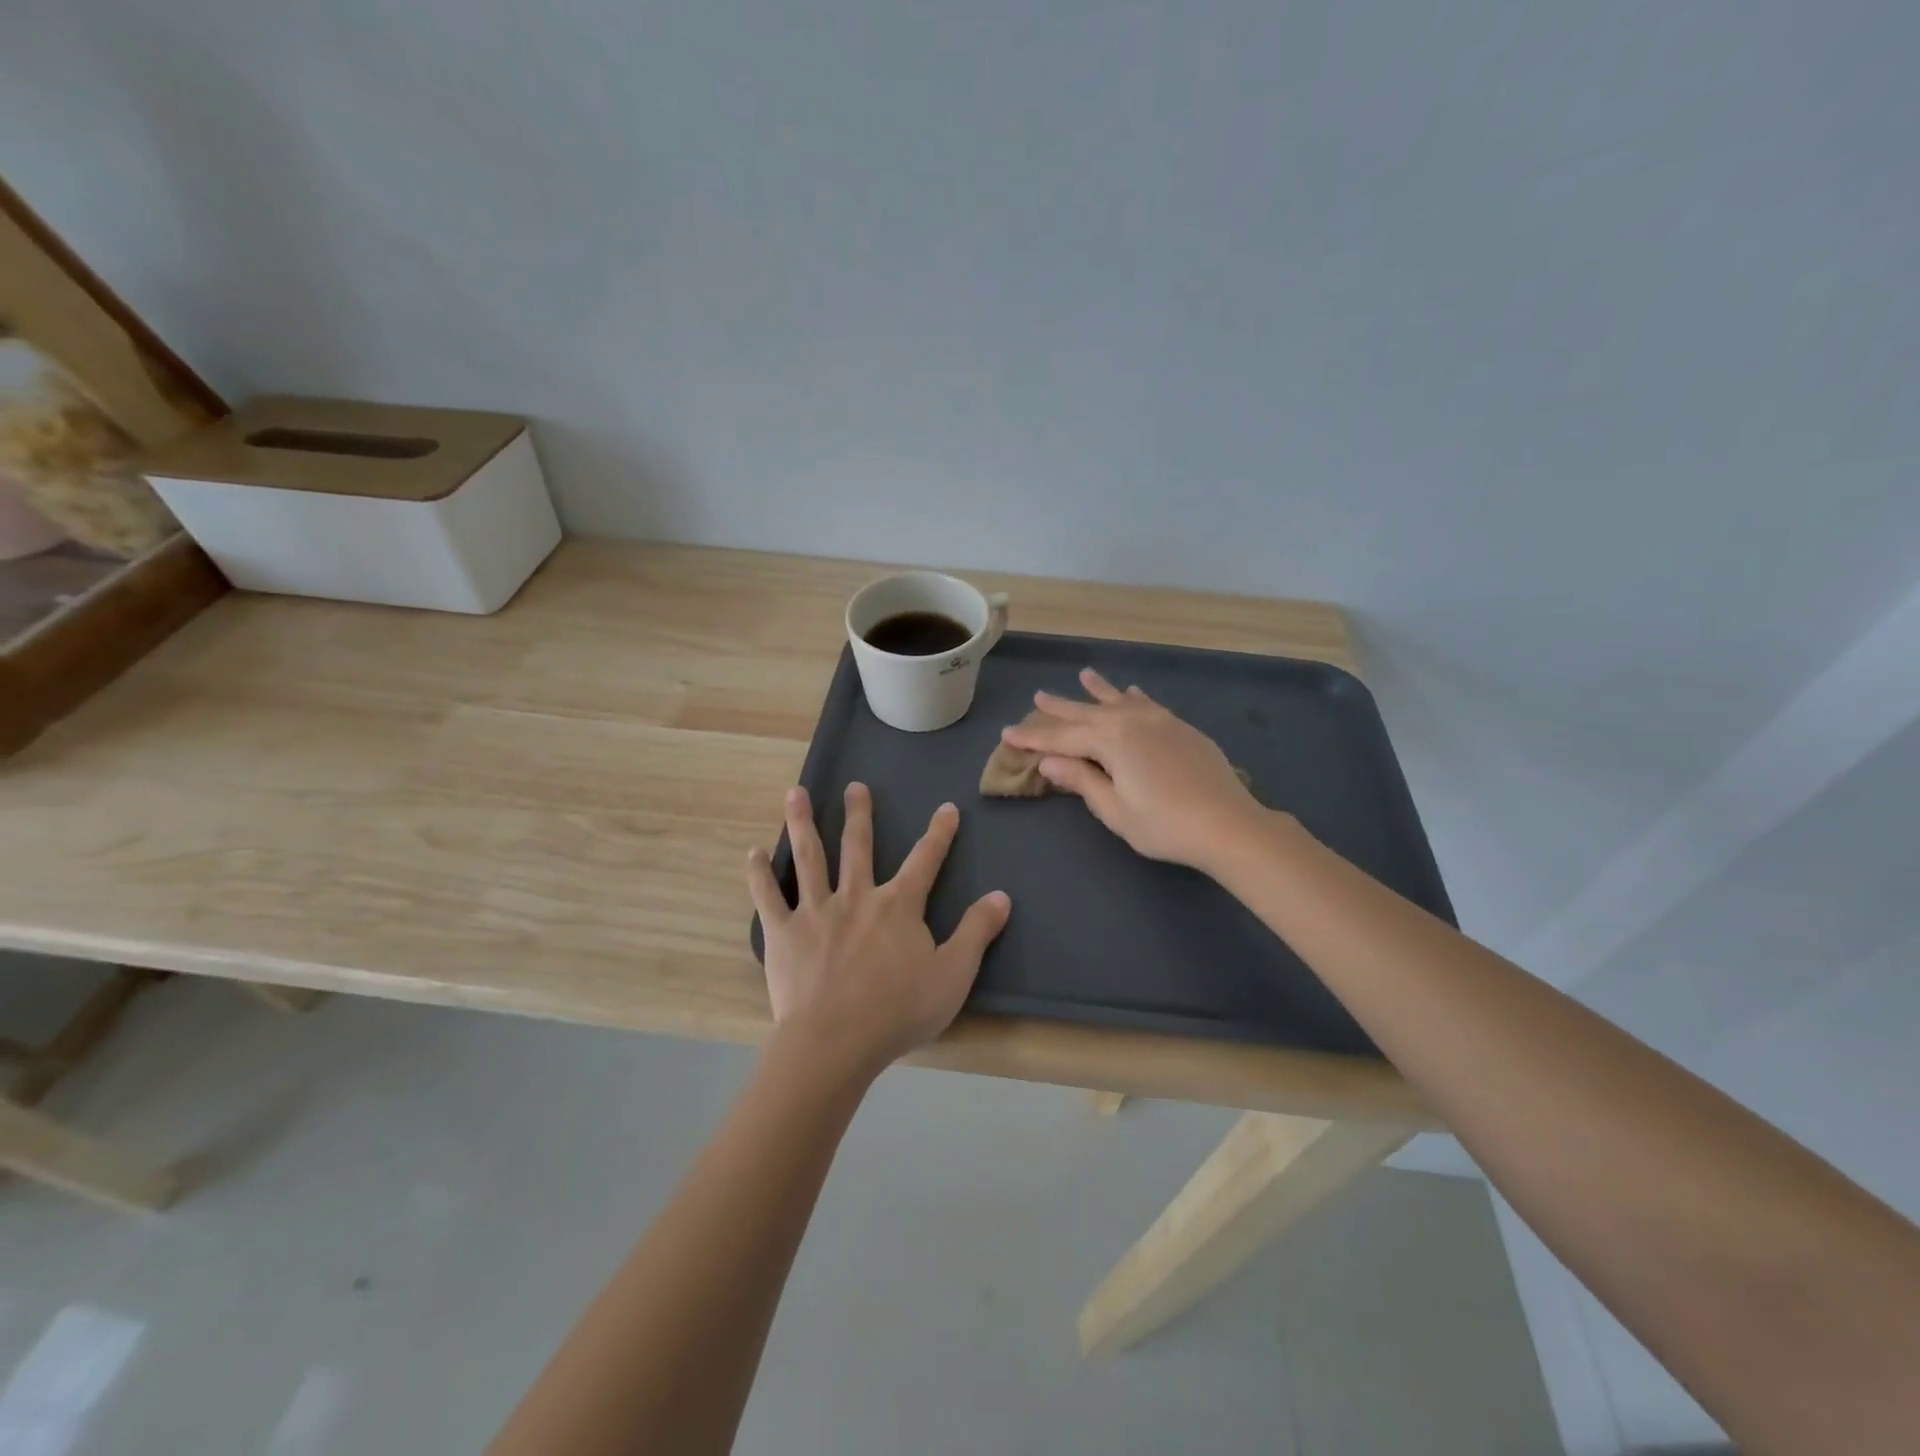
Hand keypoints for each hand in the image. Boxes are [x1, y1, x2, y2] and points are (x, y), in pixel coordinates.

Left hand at [747, 784, 1011, 1075]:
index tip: (946, 808)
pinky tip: (753, 852)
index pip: (925, 860)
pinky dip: (760, 873)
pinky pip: (768, 896)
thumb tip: (1002, 896)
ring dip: (802, 823)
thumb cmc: (898, 1011)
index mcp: (898, 906)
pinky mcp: (783, 932)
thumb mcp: (953, 974)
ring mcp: (816, 911)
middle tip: (855, 786)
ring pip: (809, 857)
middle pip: (858, 846)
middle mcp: (857, 896)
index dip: (939, 834)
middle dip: (859, 814)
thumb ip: (976, 932)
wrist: (836, 1041)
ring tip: (794, 792)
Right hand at [1000, 668, 1269, 872]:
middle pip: (1088, 713)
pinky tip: (1131, 692)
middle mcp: (1133, 721)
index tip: (1007, 733)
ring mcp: (1160, 721)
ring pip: (1119, 701)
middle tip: (1038, 696)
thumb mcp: (1115, 809)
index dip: (1033, 738)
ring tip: (1083, 675)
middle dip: (1060, 707)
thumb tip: (1048, 760)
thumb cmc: (1165, 825)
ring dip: (1098, 690)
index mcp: (1112, 741)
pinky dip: (1133, 697)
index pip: (1062, 738)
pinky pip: (1148, 704)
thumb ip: (1082, 780)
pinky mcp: (1180, 728)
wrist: (1228, 824)